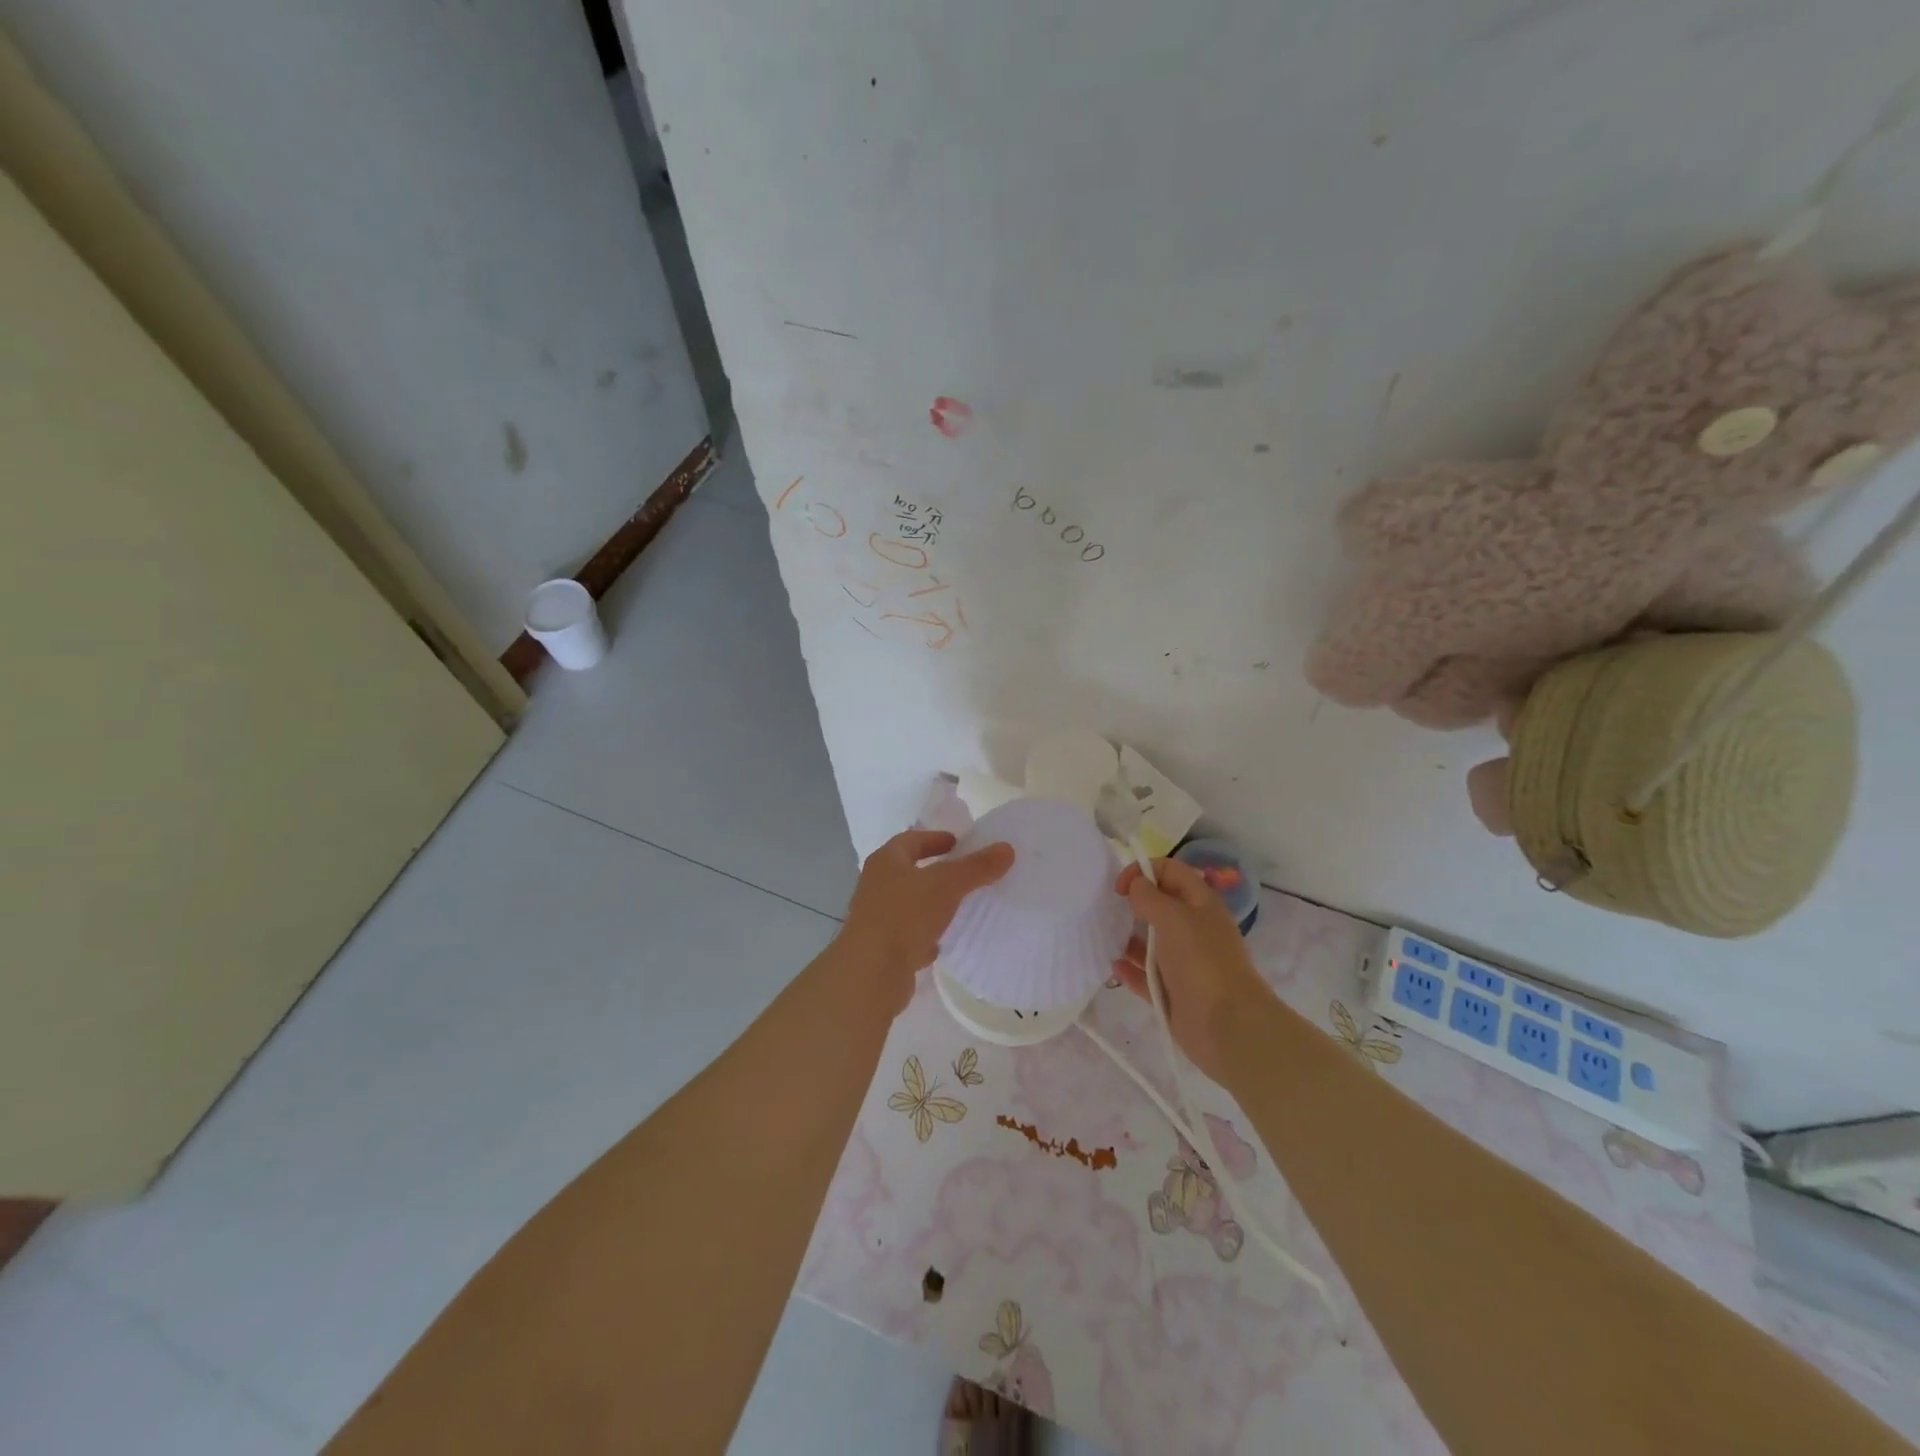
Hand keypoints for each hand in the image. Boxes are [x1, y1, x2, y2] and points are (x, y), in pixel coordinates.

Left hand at [836, 829, 1014, 1012]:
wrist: (871, 973)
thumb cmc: (905, 915)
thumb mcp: (947, 885)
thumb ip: (976, 867)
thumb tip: (1007, 848)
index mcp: (885, 862)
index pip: (911, 840)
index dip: (935, 839)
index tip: (959, 843)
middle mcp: (876, 886)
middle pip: (908, 872)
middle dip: (935, 872)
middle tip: (965, 874)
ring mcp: (876, 919)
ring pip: (909, 905)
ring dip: (931, 905)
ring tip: (960, 907)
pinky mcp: (882, 950)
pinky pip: (908, 936)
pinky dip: (925, 936)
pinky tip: (943, 943)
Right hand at [1111, 858, 1271, 1081]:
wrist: (1227, 1025)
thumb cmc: (1201, 962)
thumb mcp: (1173, 918)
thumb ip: (1150, 897)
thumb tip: (1136, 885)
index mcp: (1200, 904)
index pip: (1170, 871)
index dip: (1143, 870)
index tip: (1119, 888)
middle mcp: (1193, 929)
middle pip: (1160, 906)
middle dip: (1133, 905)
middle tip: (1109, 911)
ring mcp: (1184, 962)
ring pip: (1151, 942)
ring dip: (1128, 938)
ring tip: (1105, 939)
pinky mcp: (1173, 992)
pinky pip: (1145, 975)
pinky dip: (1130, 970)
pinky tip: (1113, 967)